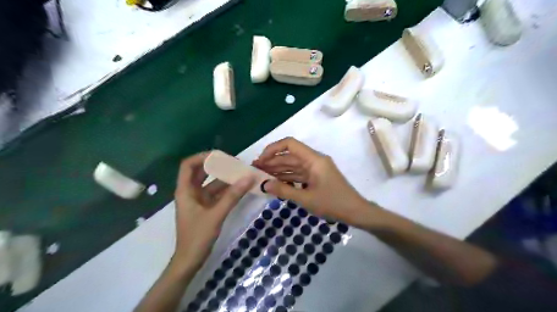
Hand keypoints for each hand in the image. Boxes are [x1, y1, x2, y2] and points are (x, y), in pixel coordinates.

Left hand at [173, 152, 254, 269]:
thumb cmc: (197, 237)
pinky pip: (216, 194)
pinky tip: (239, 188)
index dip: (202, 157)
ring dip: (224, 178)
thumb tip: (248, 177)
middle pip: (201, 172)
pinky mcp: (205, 208)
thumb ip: (232, 196)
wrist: (190, 261)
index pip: (188, 165)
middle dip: (217, 166)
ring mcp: (198, 201)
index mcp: (185, 191)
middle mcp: (190, 192)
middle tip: (234, 162)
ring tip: (241, 173)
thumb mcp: (216, 214)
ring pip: (210, 183)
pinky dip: (226, 190)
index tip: (220, 155)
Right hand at [254, 138, 375, 227]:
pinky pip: (298, 174)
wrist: (356, 212)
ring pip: (293, 165)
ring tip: (261, 176)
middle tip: (255, 170)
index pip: (290, 144)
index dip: (273, 149)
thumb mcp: (306, 199)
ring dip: (278, 170)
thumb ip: (284, 191)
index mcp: (314, 160)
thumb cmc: (333, 204)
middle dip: (272, 162)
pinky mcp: (316, 178)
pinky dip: (287, 177)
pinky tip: (275, 183)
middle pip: (289, 156)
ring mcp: (315, 169)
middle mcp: (314, 160)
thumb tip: (264, 185)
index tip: (261, 160)